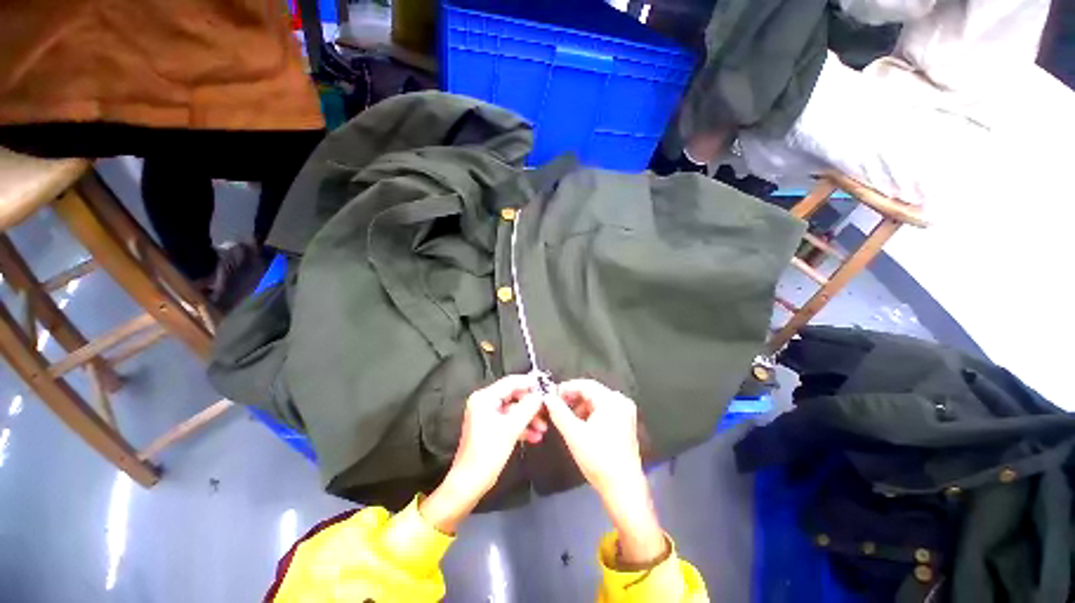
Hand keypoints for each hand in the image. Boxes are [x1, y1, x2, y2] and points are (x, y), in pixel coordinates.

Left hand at [421, 375, 545, 532]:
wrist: (469, 483)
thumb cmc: (487, 454)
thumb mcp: (511, 428)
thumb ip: (527, 408)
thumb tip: (540, 395)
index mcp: (485, 398)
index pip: (511, 382)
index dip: (529, 384)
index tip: (546, 388)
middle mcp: (484, 402)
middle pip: (513, 395)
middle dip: (531, 404)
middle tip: (546, 410)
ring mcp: (486, 414)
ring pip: (513, 409)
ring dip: (529, 417)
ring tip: (543, 427)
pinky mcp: (490, 426)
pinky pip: (509, 420)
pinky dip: (521, 426)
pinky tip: (535, 436)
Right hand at [544, 379, 666, 565]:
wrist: (623, 488)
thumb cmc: (598, 459)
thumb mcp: (574, 434)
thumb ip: (558, 412)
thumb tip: (547, 397)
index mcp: (612, 401)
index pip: (585, 384)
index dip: (566, 388)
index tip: (550, 395)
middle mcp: (621, 402)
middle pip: (591, 392)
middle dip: (572, 398)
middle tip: (555, 406)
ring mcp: (624, 413)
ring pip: (596, 402)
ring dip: (579, 406)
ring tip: (565, 417)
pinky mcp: (624, 424)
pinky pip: (602, 411)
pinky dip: (589, 414)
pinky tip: (579, 424)